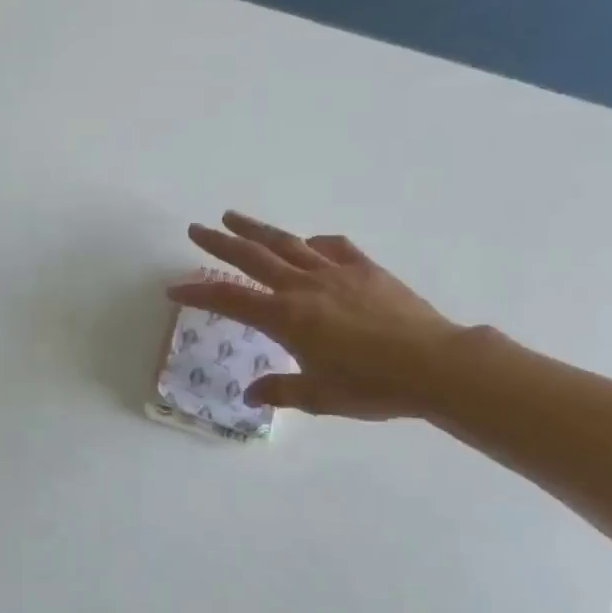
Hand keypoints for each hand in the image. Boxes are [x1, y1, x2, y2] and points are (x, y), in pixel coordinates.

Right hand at [172, 212, 464, 419]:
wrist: (436, 365)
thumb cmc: (372, 386)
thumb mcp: (319, 396)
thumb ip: (281, 390)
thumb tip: (251, 395)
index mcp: (286, 317)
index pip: (230, 299)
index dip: (198, 291)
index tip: (175, 288)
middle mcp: (304, 286)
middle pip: (252, 257)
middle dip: (220, 242)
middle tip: (196, 228)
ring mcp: (336, 273)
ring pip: (287, 243)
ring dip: (257, 229)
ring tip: (233, 216)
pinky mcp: (366, 269)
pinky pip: (333, 247)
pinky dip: (314, 243)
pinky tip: (309, 243)